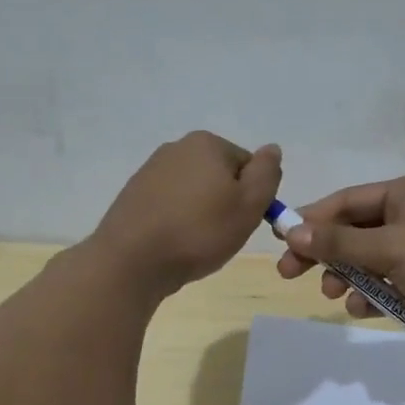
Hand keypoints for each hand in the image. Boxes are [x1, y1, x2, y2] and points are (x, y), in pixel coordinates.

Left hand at [90, 132, 282, 296]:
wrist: (132, 261)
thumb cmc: (199, 231)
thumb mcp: (249, 204)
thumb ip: (267, 173)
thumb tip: (272, 149)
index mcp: (207, 143)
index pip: (248, 166)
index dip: (253, 196)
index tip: (244, 222)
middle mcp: (176, 147)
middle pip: (220, 176)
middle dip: (226, 203)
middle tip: (222, 235)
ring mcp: (150, 170)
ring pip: (194, 192)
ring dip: (201, 214)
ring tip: (196, 243)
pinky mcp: (133, 195)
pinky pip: (171, 205)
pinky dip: (178, 221)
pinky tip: (174, 243)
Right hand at [274, 173, 404, 345]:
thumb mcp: (392, 247)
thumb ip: (340, 241)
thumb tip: (292, 230)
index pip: (349, 201)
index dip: (313, 218)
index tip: (282, 239)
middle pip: (354, 231)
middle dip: (325, 253)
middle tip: (289, 273)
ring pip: (368, 261)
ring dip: (347, 278)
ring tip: (333, 294)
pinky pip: (387, 284)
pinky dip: (372, 296)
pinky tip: (362, 309)